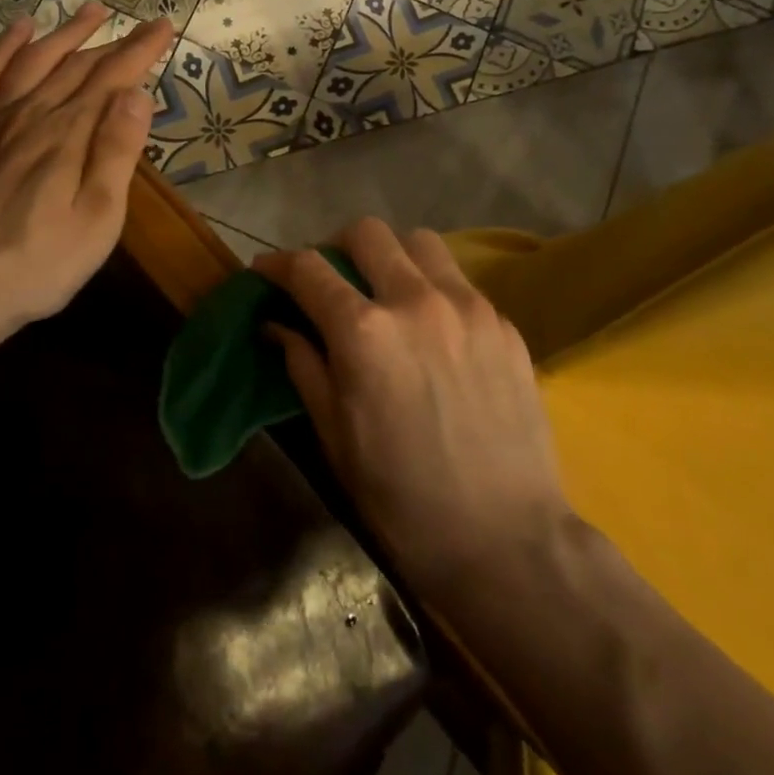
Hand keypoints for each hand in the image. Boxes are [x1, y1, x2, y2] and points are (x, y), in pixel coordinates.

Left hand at [0, 3, 172, 343]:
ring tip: (90, 11)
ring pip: (33, 61)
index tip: (163, 26)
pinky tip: (19, 31)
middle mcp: (30, 113)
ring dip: (64, 33)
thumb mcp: (98, 219)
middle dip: (112, 42)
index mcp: (68, 134)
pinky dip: (3, 48)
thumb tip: (136, 93)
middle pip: (76, 66)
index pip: (112, 78)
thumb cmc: (40, 264)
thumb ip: (116, 152)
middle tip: (139, 24)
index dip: (140, 50)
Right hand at [254, 218, 569, 600]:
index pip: (308, 269)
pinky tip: (432, 329)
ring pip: (419, 243)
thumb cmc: (403, 498)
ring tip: (385, 291)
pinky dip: (432, 288)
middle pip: (366, 233)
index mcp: (364, 332)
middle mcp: (415, 301)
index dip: (277, 263)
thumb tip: (276, 323)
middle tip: (331, 279)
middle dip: (336, 246)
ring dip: (391, 255)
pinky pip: (458, 281)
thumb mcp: (335, 435)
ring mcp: (467, 307)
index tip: (266, 270)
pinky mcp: (503, 323)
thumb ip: (303, 364)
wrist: (508, 541)